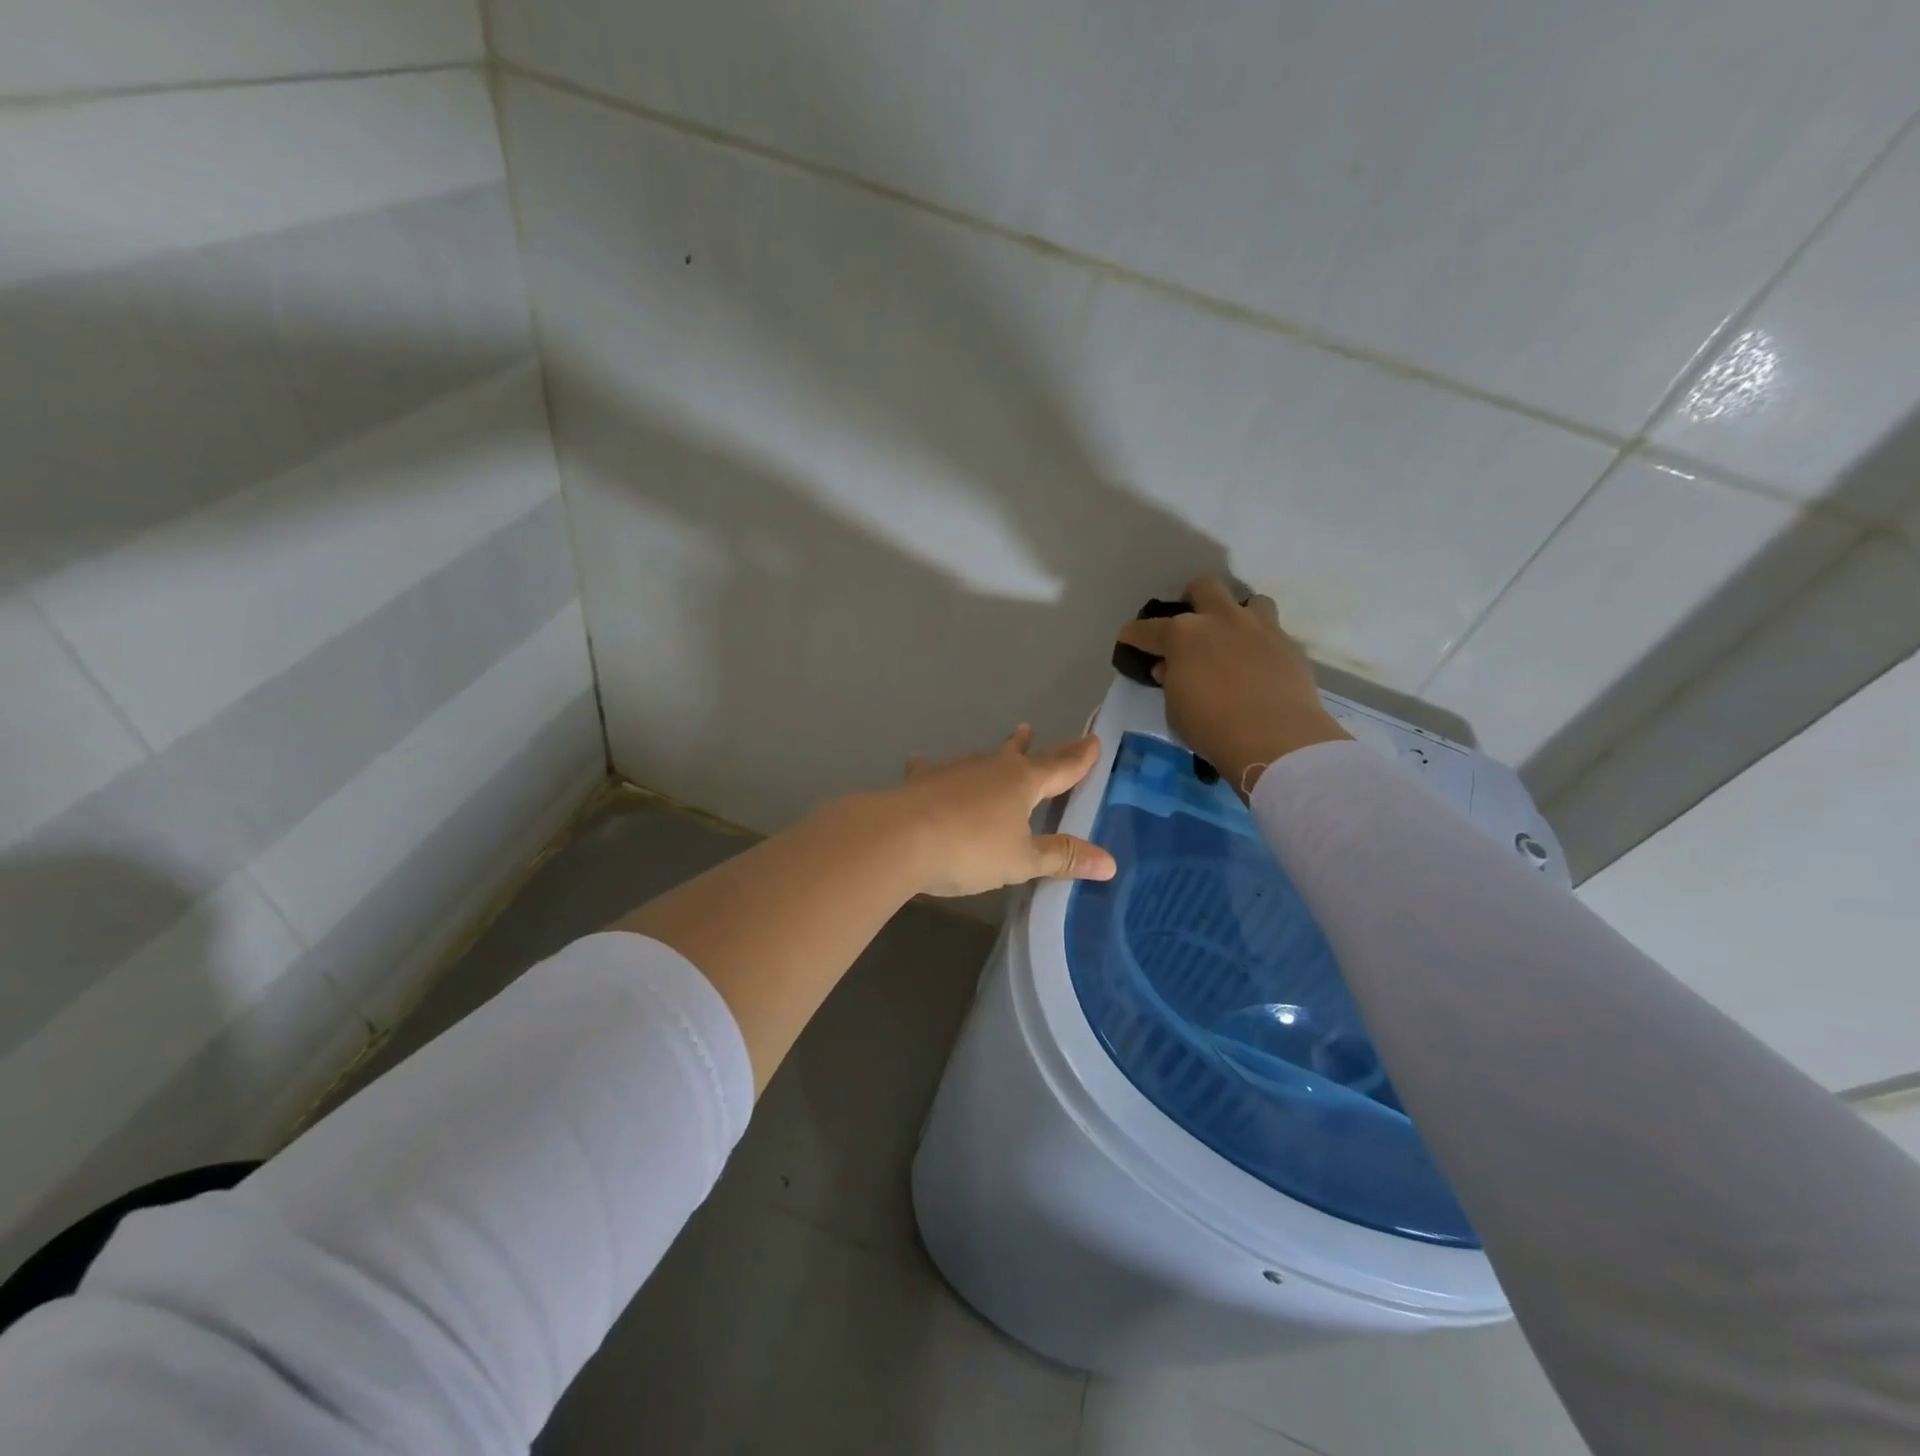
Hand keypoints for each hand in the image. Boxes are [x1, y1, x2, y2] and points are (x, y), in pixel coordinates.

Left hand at [891, 726, 1116, 897]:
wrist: (900, 838)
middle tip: (1039, 731)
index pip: (1061, 768)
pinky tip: (921, 762)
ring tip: (1006, 742)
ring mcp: (955, 771)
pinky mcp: (922, 781)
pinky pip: (932, 770)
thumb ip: (1062, 857)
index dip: (1080, 758)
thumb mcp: (1021, 861)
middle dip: (1038, 749)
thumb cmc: (970, 850)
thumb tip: (1111, 863)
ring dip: (996, 752)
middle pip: (1022, 755)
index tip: (1094, 741)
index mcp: (1022, 783)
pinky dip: (932, 768)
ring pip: (982, 757)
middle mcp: (991, 768)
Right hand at [1116, 576, 1349, 797]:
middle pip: (1203, 588)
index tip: (1129, 640)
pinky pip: (1272, 633)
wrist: (1275, 738)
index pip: (1147, 628)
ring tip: (1234, 639)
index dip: (1134, 635)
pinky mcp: (1289, 645)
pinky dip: (1260, 644)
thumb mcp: (1174, 710)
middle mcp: (1220, 620)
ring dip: (1237, 615)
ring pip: (1249, 601)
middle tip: (1191, 626)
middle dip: (1193, 600)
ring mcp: (1259, 628)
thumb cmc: (1211, 727)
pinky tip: (1258, 666)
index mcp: (1182, 635)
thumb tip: (1169, 668)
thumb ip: (1170, 682)